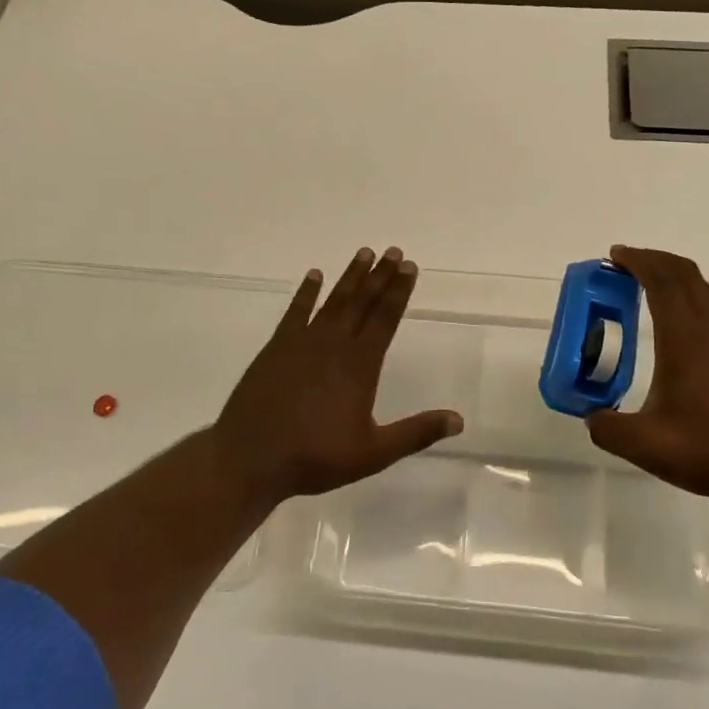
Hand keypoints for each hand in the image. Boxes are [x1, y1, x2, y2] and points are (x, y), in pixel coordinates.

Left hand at [212, 247, 463, 504]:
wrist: (250, 457)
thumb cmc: (315, 457)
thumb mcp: (373, 453)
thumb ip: (416, 433)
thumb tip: (458, 420)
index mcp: (359, 366)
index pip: (385, 319)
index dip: (399, 292)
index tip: (410, 267)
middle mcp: (334, 345)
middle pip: (362, 302)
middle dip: (380, 276)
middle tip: (394, 251)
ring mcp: (302, 343)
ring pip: (333, 301)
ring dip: (350, 277)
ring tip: (364, 253)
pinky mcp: (276, 348)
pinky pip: (295, 312)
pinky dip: (306, 292)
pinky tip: (314, 275)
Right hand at [586, 245, 708, 507]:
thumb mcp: (645, 445)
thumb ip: (608, 428)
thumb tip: (592, 417)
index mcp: (686, 340)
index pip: (663, 282)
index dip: (639, 261)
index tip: (615, 256)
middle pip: (687, 276)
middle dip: (655, 261)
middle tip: (627, 265)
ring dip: (681, 277)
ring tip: (659, 285)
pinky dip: (707, 297)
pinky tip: (702, 318)